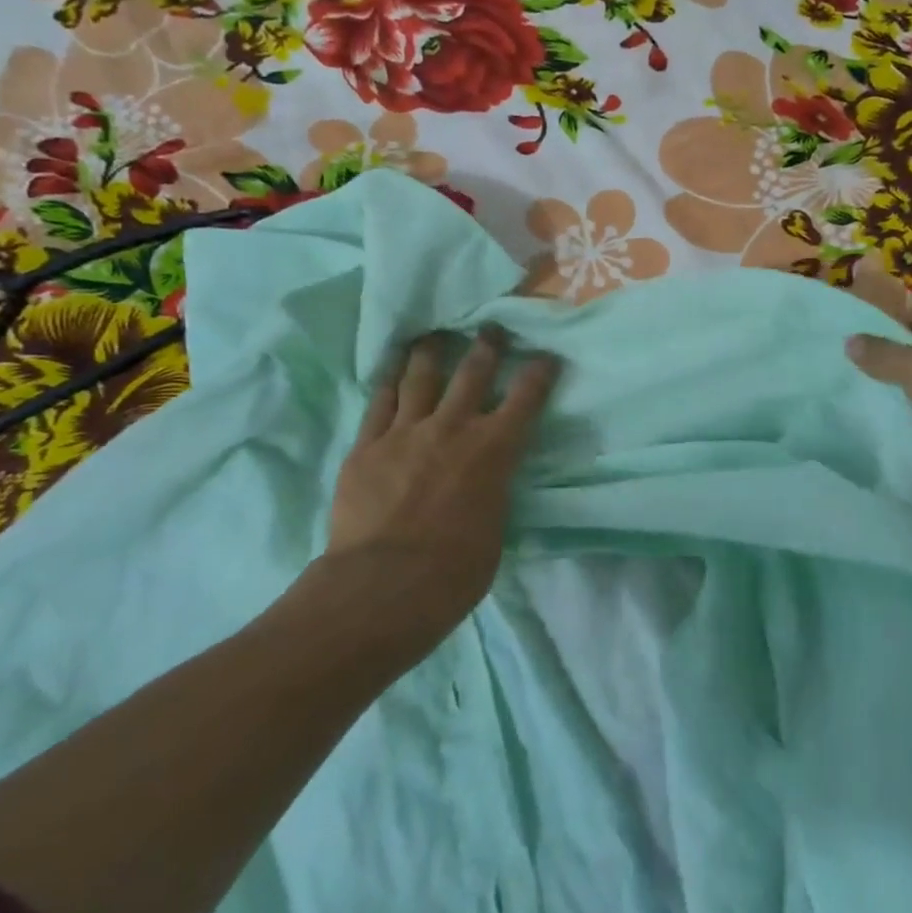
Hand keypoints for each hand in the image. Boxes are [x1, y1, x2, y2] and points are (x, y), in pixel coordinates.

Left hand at [325, 327, 559, 639]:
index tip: (546, 355)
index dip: (539, 373)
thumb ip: (491, 493)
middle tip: (490, 328)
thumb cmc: (456, 569)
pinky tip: (390, 375)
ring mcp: (404, 433)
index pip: (525, 399)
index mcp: (493, 450)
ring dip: (429, 354)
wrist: (385, 584)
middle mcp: (452, 429)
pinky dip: (388, 385)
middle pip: (472, 374)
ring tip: (431, 337)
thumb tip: (484, 485)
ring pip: (419, 379)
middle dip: (486, 347)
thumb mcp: (494, 527)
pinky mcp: (366, 447)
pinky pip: (379, 405)